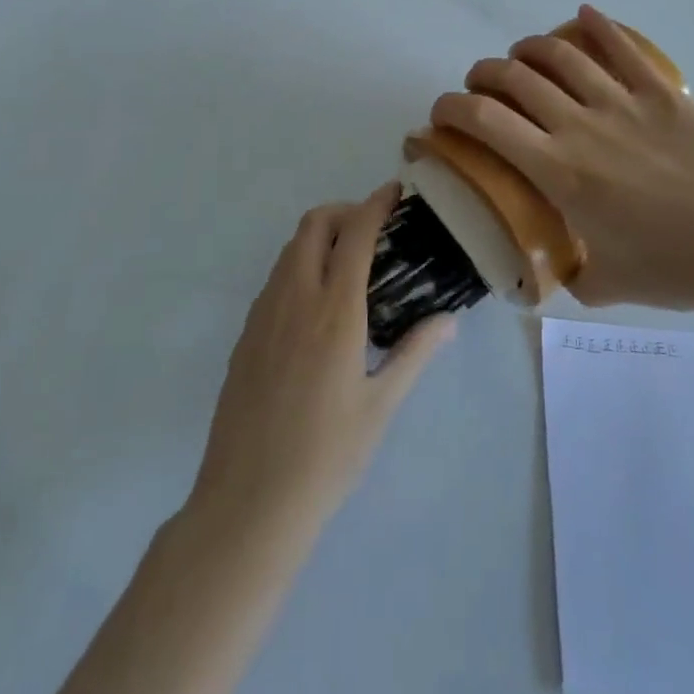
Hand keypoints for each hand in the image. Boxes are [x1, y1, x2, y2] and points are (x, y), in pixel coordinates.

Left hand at [191, 187, 454, 530]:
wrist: (248, 502)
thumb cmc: (326, 456)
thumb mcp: (380, 406)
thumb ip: (414, 353)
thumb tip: (447, 319)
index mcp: (334, 312)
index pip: (355, 234)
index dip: (375, 204)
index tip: (394, 191)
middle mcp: (294, 299)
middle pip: (313, 225)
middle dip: (344, 212)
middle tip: (372, 231)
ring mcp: (263, 315)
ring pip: (289, 250)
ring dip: (319, 238)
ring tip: (349, 265)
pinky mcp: (245, 336)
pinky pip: (275, 280)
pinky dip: (299, 268)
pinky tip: (317, 307)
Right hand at [429, 6, 693, 316]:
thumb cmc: (677, 268)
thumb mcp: (607, 286)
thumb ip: (571, 274)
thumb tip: (560, 268)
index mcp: (558, 171)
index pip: (485, 122)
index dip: (451, 108)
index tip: (441, 115)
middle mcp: (580, 125)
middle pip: (514, 77)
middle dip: (484, 75)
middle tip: (482, 87)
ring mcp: (623, 102)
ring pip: (560, 54)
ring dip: (529, 48)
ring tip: (522, 56)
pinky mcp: (661, 92)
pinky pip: (622, 47)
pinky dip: (597, 25)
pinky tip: (583, 15)